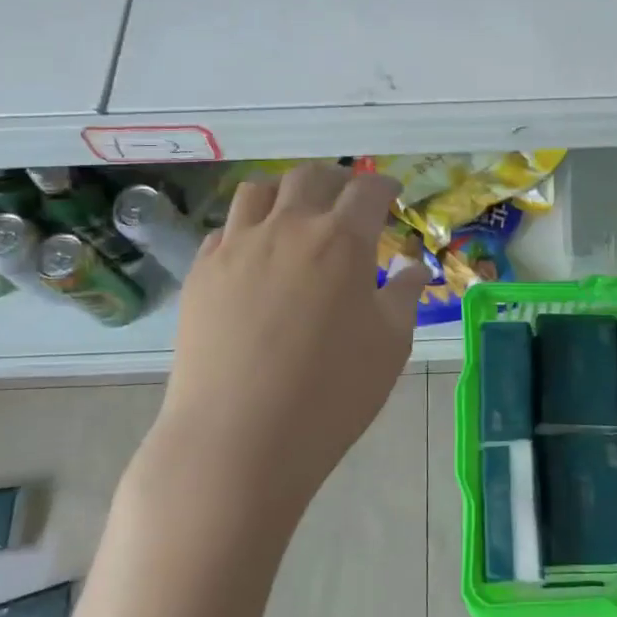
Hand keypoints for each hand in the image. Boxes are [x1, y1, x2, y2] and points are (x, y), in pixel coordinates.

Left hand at [144, 164, 427, 510]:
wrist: (238, 439)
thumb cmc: (331, 393)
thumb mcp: (390, 345)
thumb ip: (405, 296)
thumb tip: (414, 268)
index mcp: (342, 240)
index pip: (368, 190)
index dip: (384, 184)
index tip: (391, 192)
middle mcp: (289, 227)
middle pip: (311, 177)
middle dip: (336, 179)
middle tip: (347, 199)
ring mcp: (238, 246)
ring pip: (259, 190)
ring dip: (285, 193)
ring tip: (295, 214)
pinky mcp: (202, 271)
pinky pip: (225, 229)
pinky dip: (247, 228)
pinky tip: (255, 256)